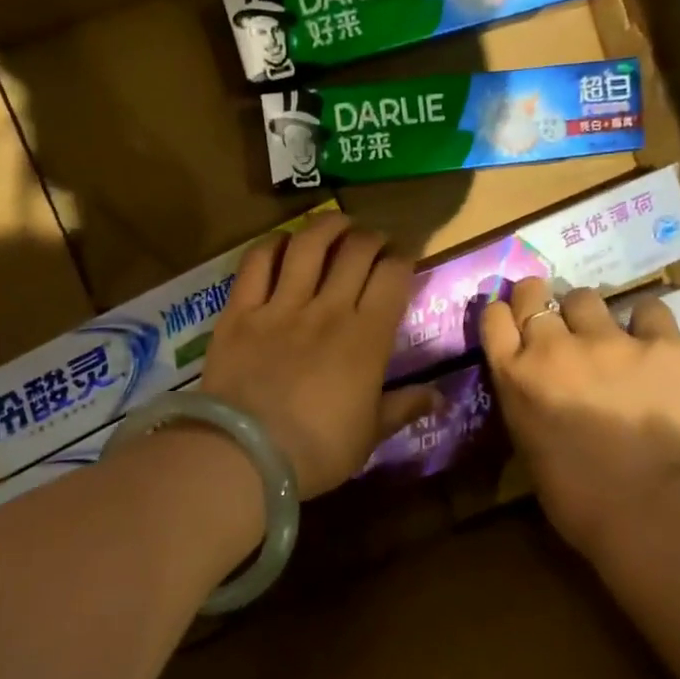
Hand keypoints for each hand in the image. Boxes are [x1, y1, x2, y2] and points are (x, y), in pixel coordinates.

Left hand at [201, 214, 438, 497]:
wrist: (245, 454)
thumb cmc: (317, 450)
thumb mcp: (369, 435)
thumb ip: (403, 408)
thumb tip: (439, 397)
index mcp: (367, 338)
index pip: (393, 275)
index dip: (403, 258)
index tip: (403, 259)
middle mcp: (328, 309)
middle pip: (355, 250)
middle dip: (371, 237)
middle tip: (372, 243)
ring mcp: (281, 306)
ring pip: (308, 244)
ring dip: (326, 226)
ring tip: (336, 224)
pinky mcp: (240, 311)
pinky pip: (257, 263)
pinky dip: (271, 244)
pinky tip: (282, 242)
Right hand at [480, 278, 679, 568]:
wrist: (650, 509)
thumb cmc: (577, 498)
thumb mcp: (528, 445)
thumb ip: (525, 401)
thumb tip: (537, 387)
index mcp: (515, 376)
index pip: (494, 317)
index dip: (505, 314)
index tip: (514, 322)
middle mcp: (553, 347)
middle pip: (534, 294)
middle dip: (538, 299)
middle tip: (552, 316)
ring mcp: (607, 340)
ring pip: (585, 297)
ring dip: (587, 314)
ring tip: (602, 335)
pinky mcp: (659, 344)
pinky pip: (648, 309)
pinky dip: (645, 322)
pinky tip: (649, 342)